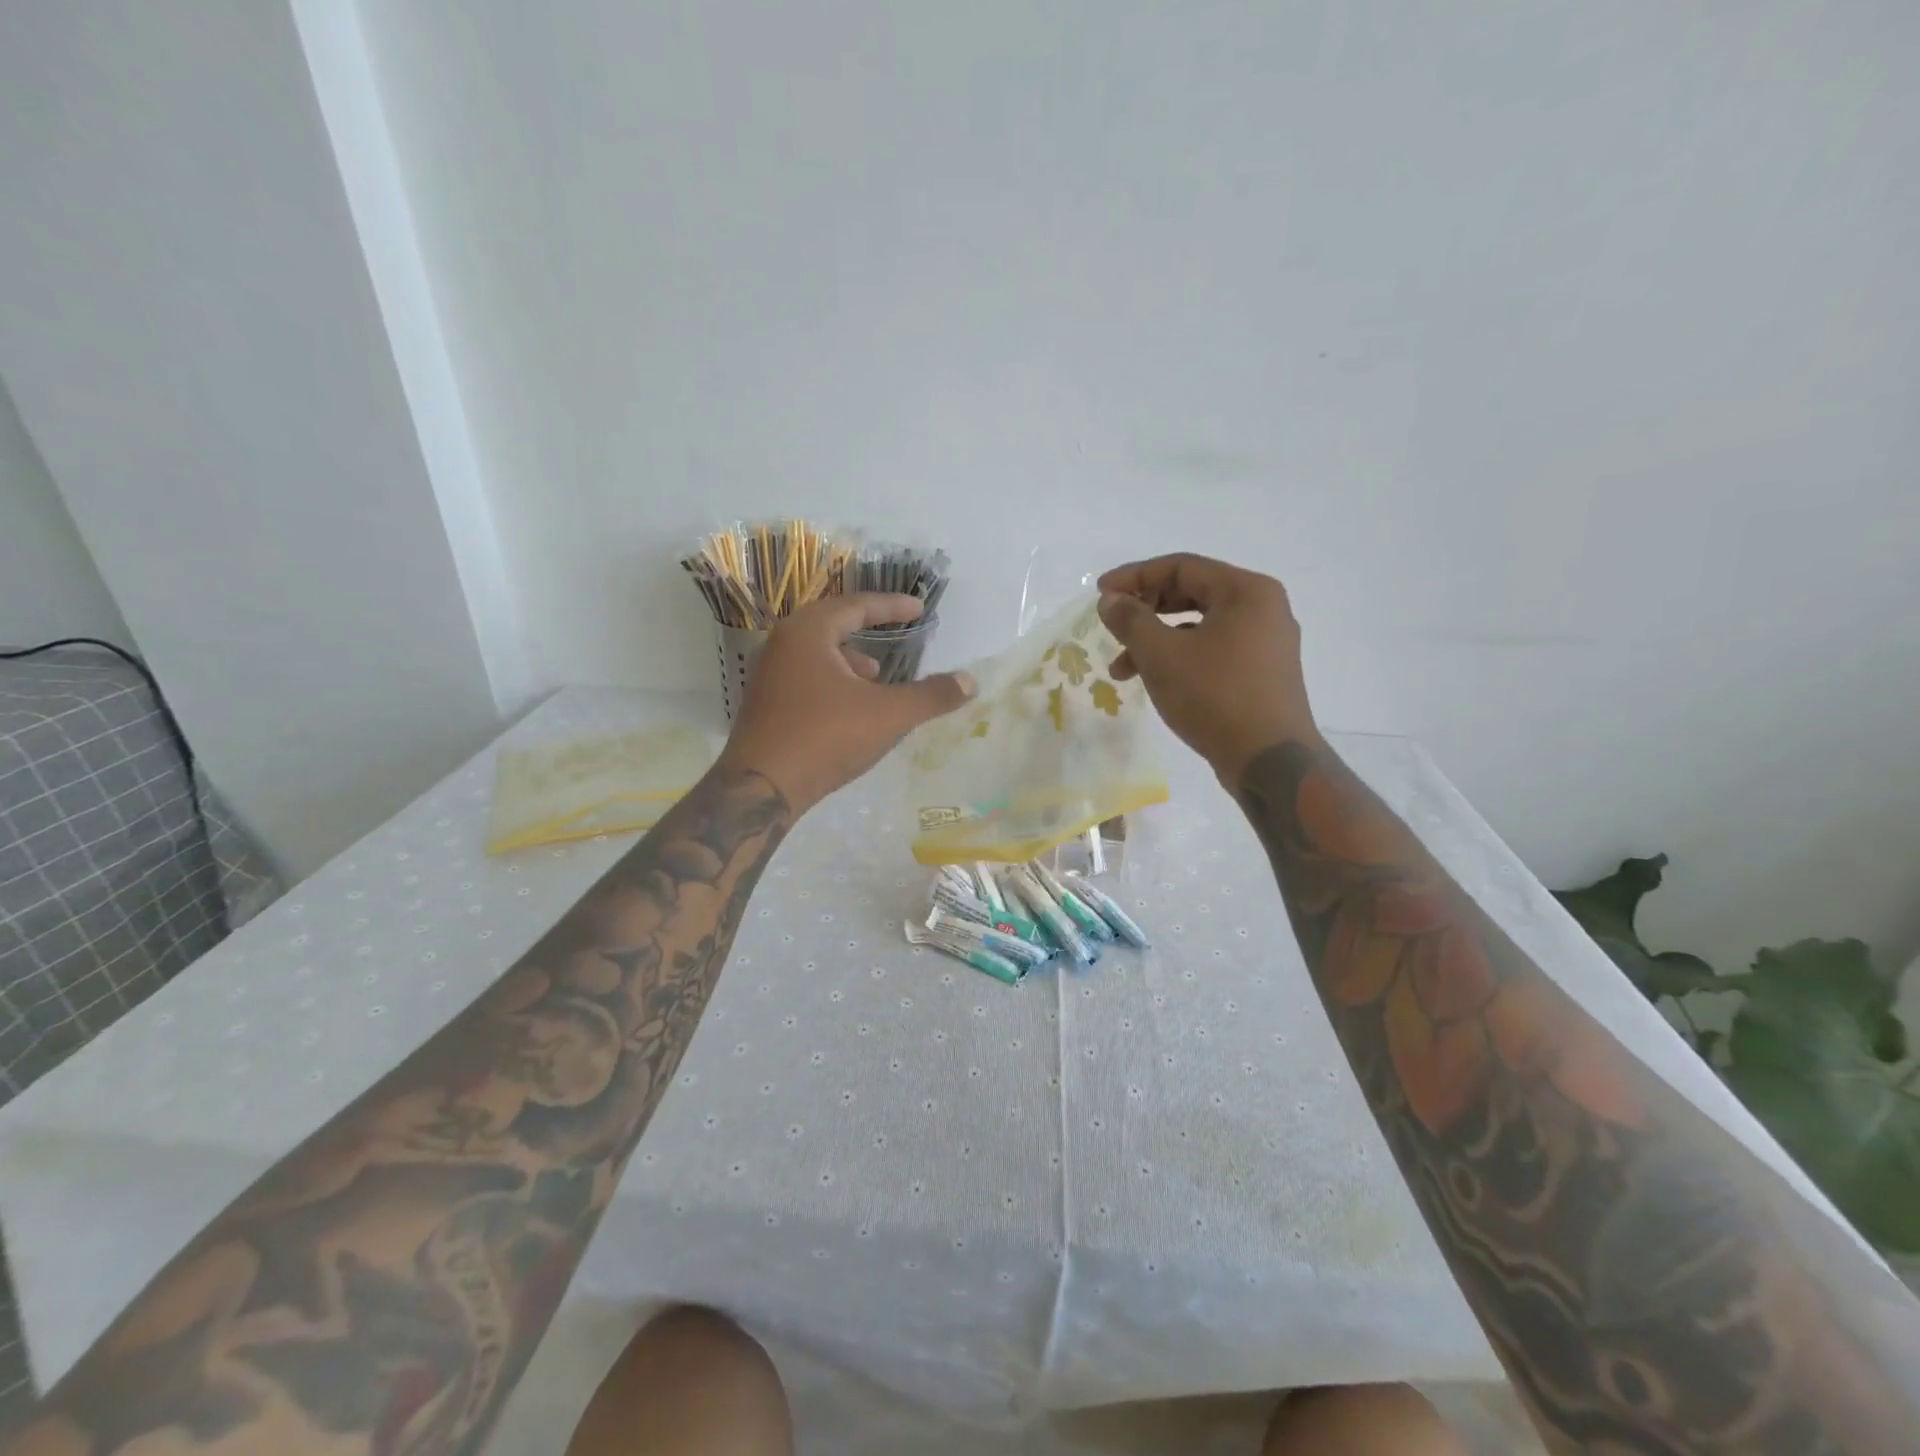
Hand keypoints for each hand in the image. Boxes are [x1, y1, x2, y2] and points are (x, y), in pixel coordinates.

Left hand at [719, 594, 974, 811]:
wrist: (760, 788)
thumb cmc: (826, 738)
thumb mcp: (888, 715)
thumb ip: (932, 695)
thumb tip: (971, 681)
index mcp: (808, 632)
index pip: (856, 605)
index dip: (892, 606)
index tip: (919, 609)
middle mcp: (782, 643)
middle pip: (833, 624)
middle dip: (869, 630)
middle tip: (899, 635)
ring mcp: (768, 674)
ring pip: (818, 652)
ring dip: (850, 659)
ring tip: (877, 677)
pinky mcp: (764, 703)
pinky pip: (806, 676)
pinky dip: (833, 681)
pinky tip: (849, 708)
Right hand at [1097, 553, 1319, 783]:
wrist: (1269, 761)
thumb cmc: (1215, 696)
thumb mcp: (1161, 655)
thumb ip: (1131, 620)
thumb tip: (1110, 600)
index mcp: (1246, 591)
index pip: (1181, 567)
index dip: (1135, 576)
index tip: (1101, 593)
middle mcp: (1262, 608)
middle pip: (1192, 593)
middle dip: (1145, 611)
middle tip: (1112, 626)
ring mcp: (1267, 643)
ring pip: (1200, 627)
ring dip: (1157, 641)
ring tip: (1122, 671)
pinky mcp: (1263, 673)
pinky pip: (1214, 650)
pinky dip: (1181, 658)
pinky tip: (1156, 682)